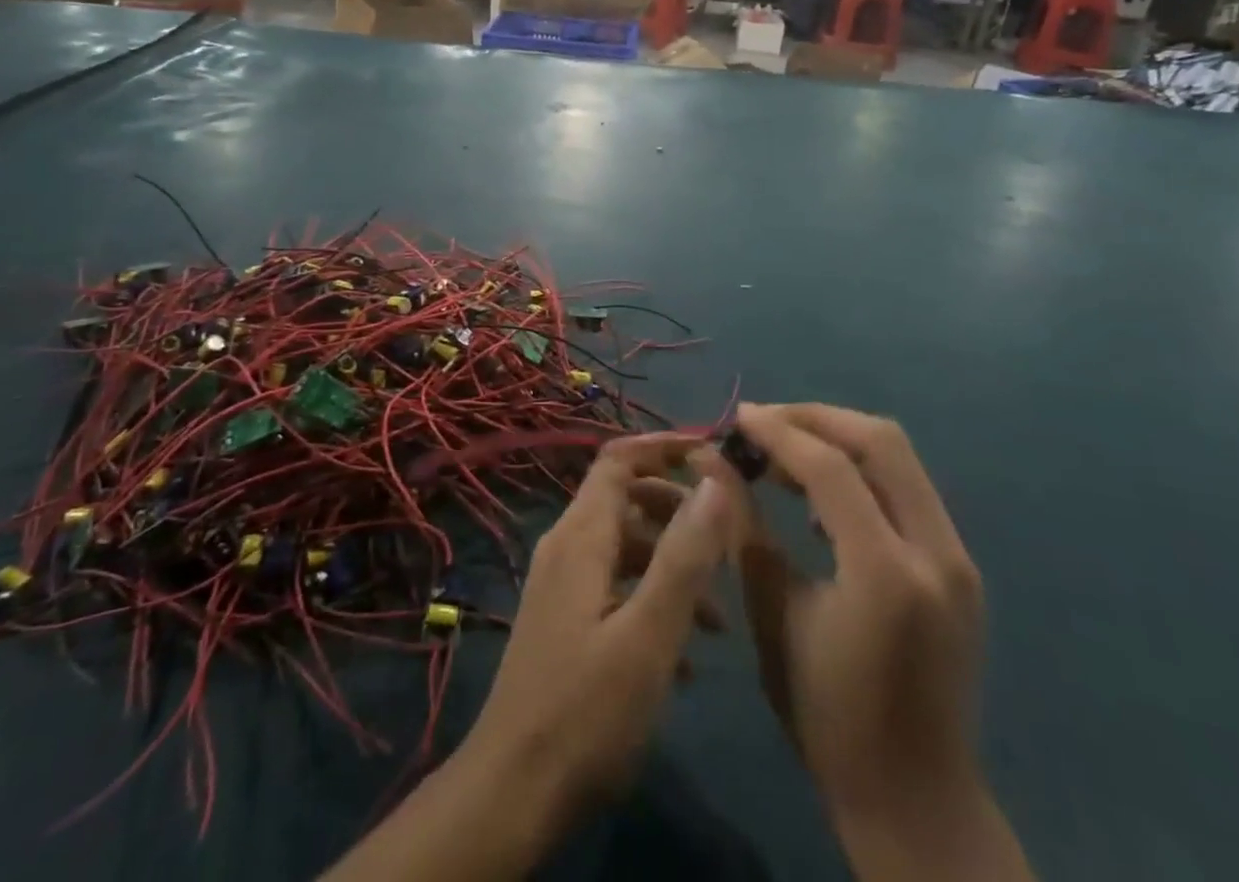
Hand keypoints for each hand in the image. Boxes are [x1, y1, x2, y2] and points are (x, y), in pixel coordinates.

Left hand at [460, 434, 734, 828]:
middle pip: (625, 498)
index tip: (711, 454)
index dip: (663, 447)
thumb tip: (714, 481)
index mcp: (581, 536)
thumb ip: (683, 556)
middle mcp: (566, 547)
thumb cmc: (586, 711)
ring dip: (670, 563)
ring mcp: (561, 585)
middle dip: (677, 509)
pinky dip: (650, 597)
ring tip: (718, 616)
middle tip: (726, 540)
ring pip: (623, 546)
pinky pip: (614, 585)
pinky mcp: (564, 620)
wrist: (513, 792)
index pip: (618, 458)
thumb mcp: (649, 634)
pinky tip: (683, 654)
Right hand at [731, 404, 1029, 879]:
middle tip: (763, 424)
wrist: (916, 798)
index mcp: (885, 573)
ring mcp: (957, 557)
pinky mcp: (960, 565)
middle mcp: (935, 553)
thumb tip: (710, 461)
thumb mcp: (773, 615)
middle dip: (816, 419)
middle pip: (880, 441)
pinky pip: (907, 488)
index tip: (737, 418)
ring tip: (784, 451)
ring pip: (899, 457)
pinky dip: (862, 471)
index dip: (779, 432)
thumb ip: (743, 526)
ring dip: (839, 439)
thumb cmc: (827, 716)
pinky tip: (821, 494)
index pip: (830, 468)